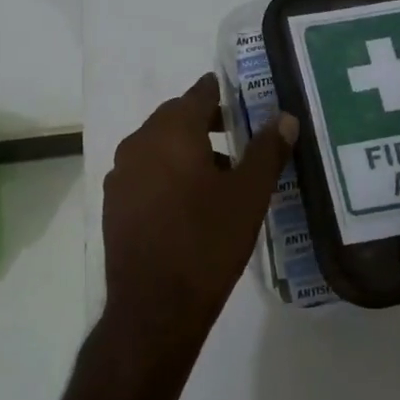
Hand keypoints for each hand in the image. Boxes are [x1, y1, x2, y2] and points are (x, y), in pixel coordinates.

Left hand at [102, 74, 296, 365]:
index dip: (221, 92)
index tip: (241, 98)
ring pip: (157, 145)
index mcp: (172, 132)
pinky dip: (166, 171)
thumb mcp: (249, 195)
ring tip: (219, 171)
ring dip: (185, 148)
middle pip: (174, 117)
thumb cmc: (208, 242)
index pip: (199, 94)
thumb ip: (268, 150)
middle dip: (204, 120)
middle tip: (236, 132)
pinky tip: (188, 201)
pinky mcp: (114, 203)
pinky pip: (144, 171)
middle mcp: (139, 143)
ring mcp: (121, 174)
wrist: (155, 306)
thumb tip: (285, 117)